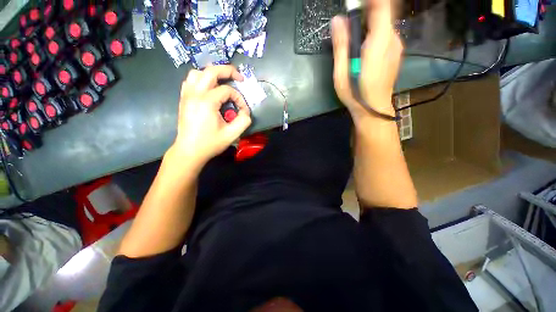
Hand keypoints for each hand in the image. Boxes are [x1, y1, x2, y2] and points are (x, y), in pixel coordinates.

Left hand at [170, 65, 251, 166]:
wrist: (189, 151)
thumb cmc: (210, 143)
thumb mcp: (232, 134)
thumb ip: (244, 121)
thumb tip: (245, 112)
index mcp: (207, 102)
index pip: (227, 91)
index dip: (239, 98)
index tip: (243, 110)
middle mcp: (195, 94)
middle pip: (211, 71)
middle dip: (228, 71)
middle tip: (239, 77)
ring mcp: (187, 95)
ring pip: (197, 73)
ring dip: (212, 74)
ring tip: (222, 82)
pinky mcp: (183, 99)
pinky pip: (190, 81)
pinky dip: (201, 80)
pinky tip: (208, 88)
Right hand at [331, 0, 402, 118]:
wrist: (374, 109)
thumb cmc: (355, 93)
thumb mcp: (342, 72)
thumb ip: (341, 45)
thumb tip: (337, 20)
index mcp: (379, 41)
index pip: (382, 5)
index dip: (369, 0)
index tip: (353, 5)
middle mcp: (393, 39)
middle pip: (383, 12)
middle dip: (365, 11)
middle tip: (348, 26)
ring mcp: (396, 46)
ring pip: (384, 23)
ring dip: (369, 23)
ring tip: (354, 41)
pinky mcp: (395, 53)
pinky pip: (385, 34)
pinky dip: (374, 32)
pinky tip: (363, 49)